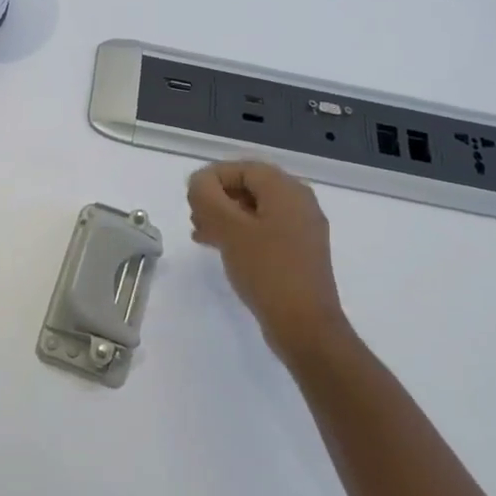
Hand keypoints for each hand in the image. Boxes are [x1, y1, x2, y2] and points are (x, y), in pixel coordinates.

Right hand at [188, 161, 349, 367]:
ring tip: (200, 233)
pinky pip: (264, 230)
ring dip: (225, 216)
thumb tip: (199, 182)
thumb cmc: (267, 270)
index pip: (242, 168)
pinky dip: (240, 233)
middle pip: (250, 187)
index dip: (212, 178)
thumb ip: (208, 197)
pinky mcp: (299, 253)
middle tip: (194, 217)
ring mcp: (302, 229)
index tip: (190, 198)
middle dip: (218, 198)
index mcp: (286, 190)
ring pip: (255, 210)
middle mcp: (299, 202)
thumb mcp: (230, 229)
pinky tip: (220, 248)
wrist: (305, 326)